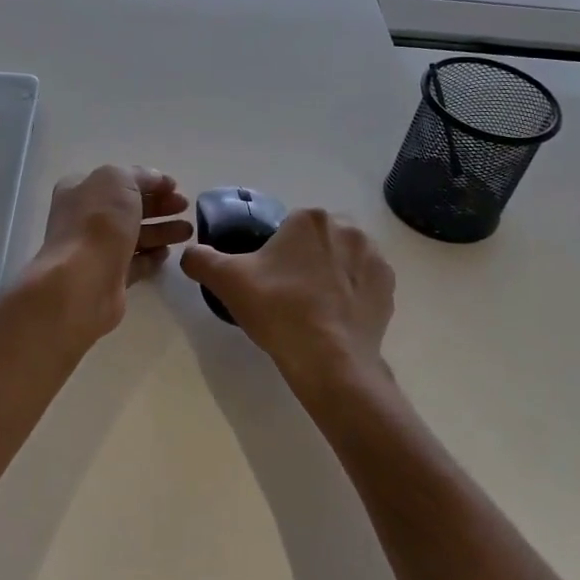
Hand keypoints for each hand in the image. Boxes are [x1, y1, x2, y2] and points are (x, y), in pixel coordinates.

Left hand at [27, 166, 192, 339]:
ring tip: (188, 232)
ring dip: (161, 231)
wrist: (82, 281)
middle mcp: (84, 218)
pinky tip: (168, 254)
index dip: (148, 181)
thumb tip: (156, 180)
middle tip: (185, 207)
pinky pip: (134, 263)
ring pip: (134, 235)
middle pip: (128, 208)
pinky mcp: (108, 278)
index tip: (175, 187)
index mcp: (80, 190)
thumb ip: (140, 175)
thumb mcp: (119, 180)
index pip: (119, 180)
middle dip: (159, 206)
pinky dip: (151, 257)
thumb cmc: (98, 222)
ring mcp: (95, 250)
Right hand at [181, 209, 394, 383]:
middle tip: (285, 296)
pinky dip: (350, 295)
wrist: (329, 360)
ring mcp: (374, 257)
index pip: (287, 229)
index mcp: (310, 218)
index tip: (267, 281)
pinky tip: (334, 318)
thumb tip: (190, 253)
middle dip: (303, 261)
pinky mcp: (389, 287)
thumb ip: (201, 258)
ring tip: (311, 310)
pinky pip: (363, 283)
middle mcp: (348, 228)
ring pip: (342, 260)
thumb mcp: (226, 280)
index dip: (274, 254)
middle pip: (316, 242)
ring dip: (329, 276)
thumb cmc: (278, 310)